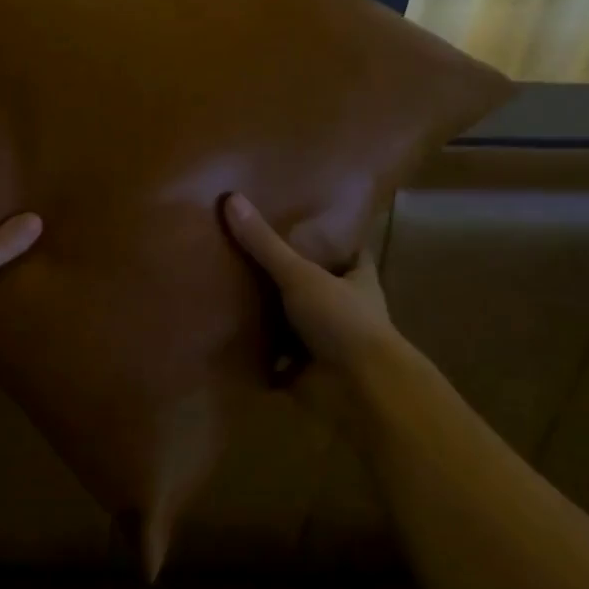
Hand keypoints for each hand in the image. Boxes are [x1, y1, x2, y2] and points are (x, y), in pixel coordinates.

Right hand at [222, 193, 411, 424]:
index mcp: (357, 282)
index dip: (334, 239)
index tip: (307, 223)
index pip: (350, 252)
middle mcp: (346, 311)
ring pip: (295, 323)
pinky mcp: (307, 374)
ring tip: (232, 290)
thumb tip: (232, 198)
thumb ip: (266, 244)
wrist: (359, 390)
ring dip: (272, 317)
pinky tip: (229, 338)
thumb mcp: (300, 275)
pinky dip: (258, 355)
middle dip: (292, 277)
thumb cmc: (342, 321)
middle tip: (251, 251)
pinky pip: (276, 360)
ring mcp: (327, 345)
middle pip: (318, 286)